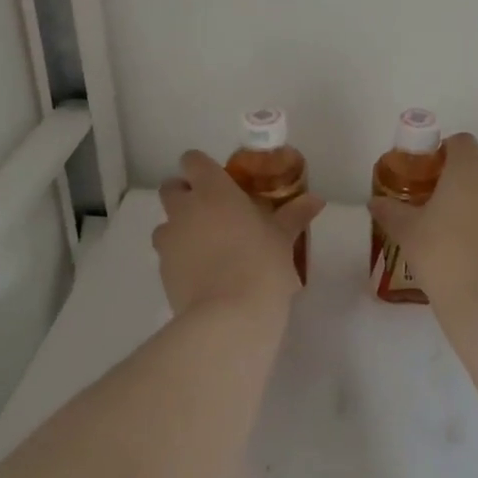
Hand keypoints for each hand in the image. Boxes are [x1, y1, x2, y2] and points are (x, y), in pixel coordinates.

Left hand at [153, 151, 324, 315]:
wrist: (229, 317)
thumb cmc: (261, 264)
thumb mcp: (283, 238)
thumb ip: (295, 214)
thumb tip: (316, 200)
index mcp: (213, 190)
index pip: (193, 161)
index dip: (202, 167)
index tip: (220, 180)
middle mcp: (184, 208)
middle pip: (171, 188)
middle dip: (185, 195)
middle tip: (213, 211)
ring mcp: (169, 240)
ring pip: (165, 224)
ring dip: (180, 228)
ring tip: (208, 247)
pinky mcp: (162, 271)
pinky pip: (167, 255)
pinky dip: (180, 258)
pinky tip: (204, 274)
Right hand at [368, 133, 477, 302]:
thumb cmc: (443, 255)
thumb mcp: (407, 233)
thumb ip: (391, 211)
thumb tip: (375, 202)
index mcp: (468, 169)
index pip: (462, 141)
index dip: (446, 152)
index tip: (431, 173)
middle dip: (464, 178)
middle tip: (441, 204)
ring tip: (462, 230)